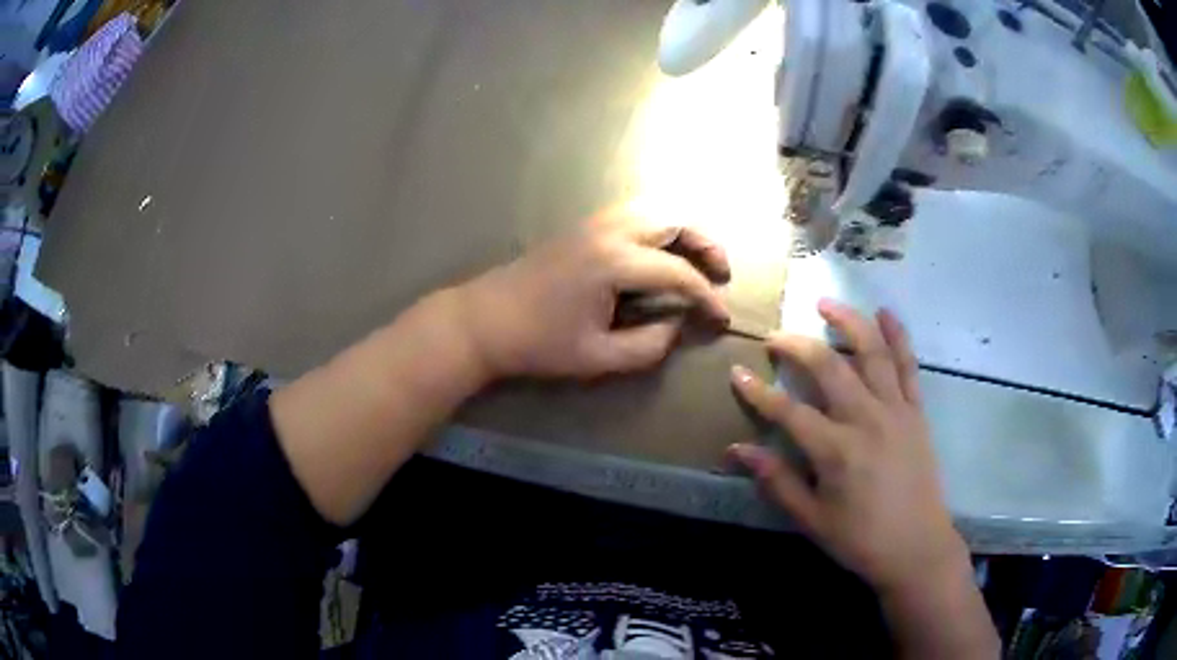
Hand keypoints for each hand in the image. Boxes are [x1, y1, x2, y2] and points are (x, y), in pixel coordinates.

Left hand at [456, 214, 730, 378]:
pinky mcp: (582, 227)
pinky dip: (659, 224)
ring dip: (683, 228)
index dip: (707, 296)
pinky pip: (633, 212)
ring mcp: (593, 223)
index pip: (679, 272)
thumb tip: (677, 327)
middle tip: (721, 272)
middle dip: (706, 242)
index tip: (722, 318)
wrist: (484, 320)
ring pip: (653, 208)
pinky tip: (661, 251)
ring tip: (697, 258)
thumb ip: (647, 346)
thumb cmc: (538, 342)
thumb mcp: (597, 357)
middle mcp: (609, 231)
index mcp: (615, 263)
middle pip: (673, 218)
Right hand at [728, 300, 967, 594]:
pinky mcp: (917, 412)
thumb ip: (777, 481)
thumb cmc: (861, 539)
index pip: (789, 411)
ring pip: (872, 353)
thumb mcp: (812, 519)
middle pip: (829, 367)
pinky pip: (908, 366)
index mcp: (837, 451)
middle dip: (798, 345)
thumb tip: (737, 451)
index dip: (759, 393)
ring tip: (826, 303)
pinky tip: (886, 313)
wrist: (917, 547)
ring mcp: (896, 411)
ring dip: (849, 322)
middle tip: (776, 336)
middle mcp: (867, 419)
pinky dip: (898, 336)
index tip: (737, 373)